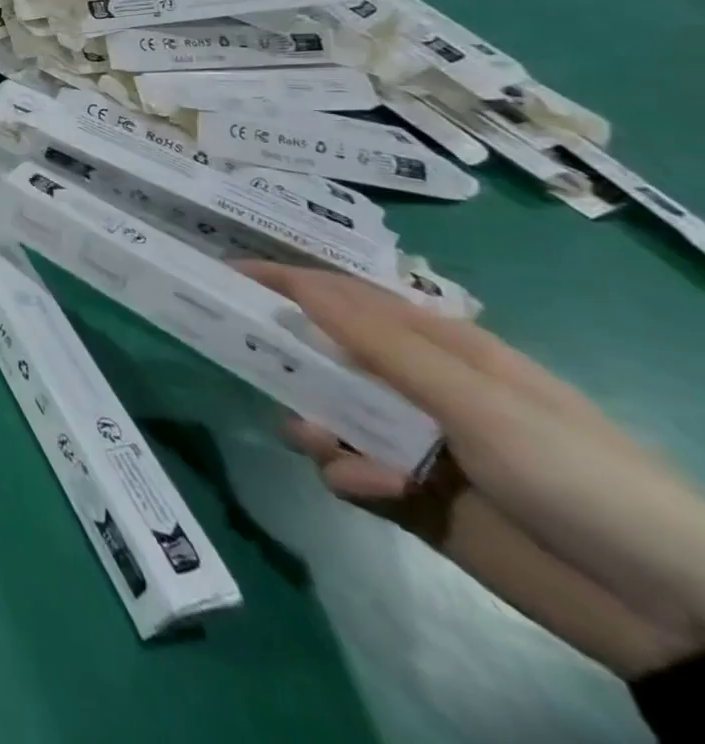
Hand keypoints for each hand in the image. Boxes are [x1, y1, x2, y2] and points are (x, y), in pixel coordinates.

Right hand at [241, 262, 704, 677]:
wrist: (670, 614)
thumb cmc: (578, 476)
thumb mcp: (480, 402)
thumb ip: (384, 347)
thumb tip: (303, 286)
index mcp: (440, 350)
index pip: (347, 299)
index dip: (287, 282)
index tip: (228, 273)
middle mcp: (415, 388)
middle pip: (324, 355)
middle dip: (289, 360)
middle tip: (253, 362)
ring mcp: (408, 441)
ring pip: (324, 412)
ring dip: (313, 423)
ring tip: (326, 445)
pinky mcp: (402, 493)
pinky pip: (343, 468)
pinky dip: (345, 473)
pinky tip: (373, 489)